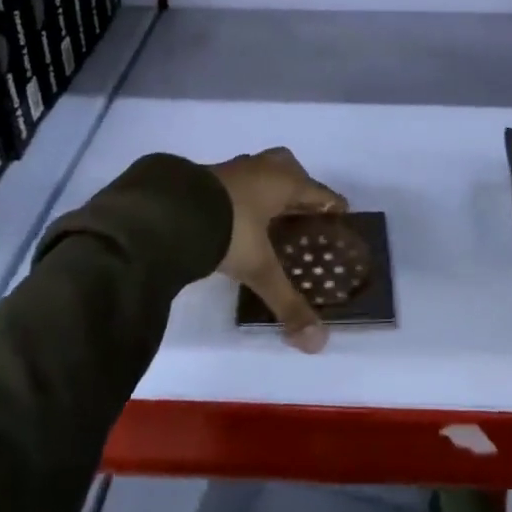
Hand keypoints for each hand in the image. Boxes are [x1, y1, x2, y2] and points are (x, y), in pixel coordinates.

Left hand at [209, 148, 346, 352]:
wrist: (168, 213)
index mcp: (282, 182)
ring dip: (266, 188)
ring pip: (258, 171)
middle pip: (288, 168)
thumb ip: (287, 302)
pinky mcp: (203, 177)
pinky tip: (233, 217)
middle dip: (297, 185)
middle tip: (300, 212)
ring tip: (267, 216)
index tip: (342, 213)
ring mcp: (230, 170)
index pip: (317, 191)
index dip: (331, 204)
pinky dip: (240, 196)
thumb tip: (317, 343)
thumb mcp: (259, 268)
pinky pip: (233, 182)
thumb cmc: (228, 231)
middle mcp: (260, 169)